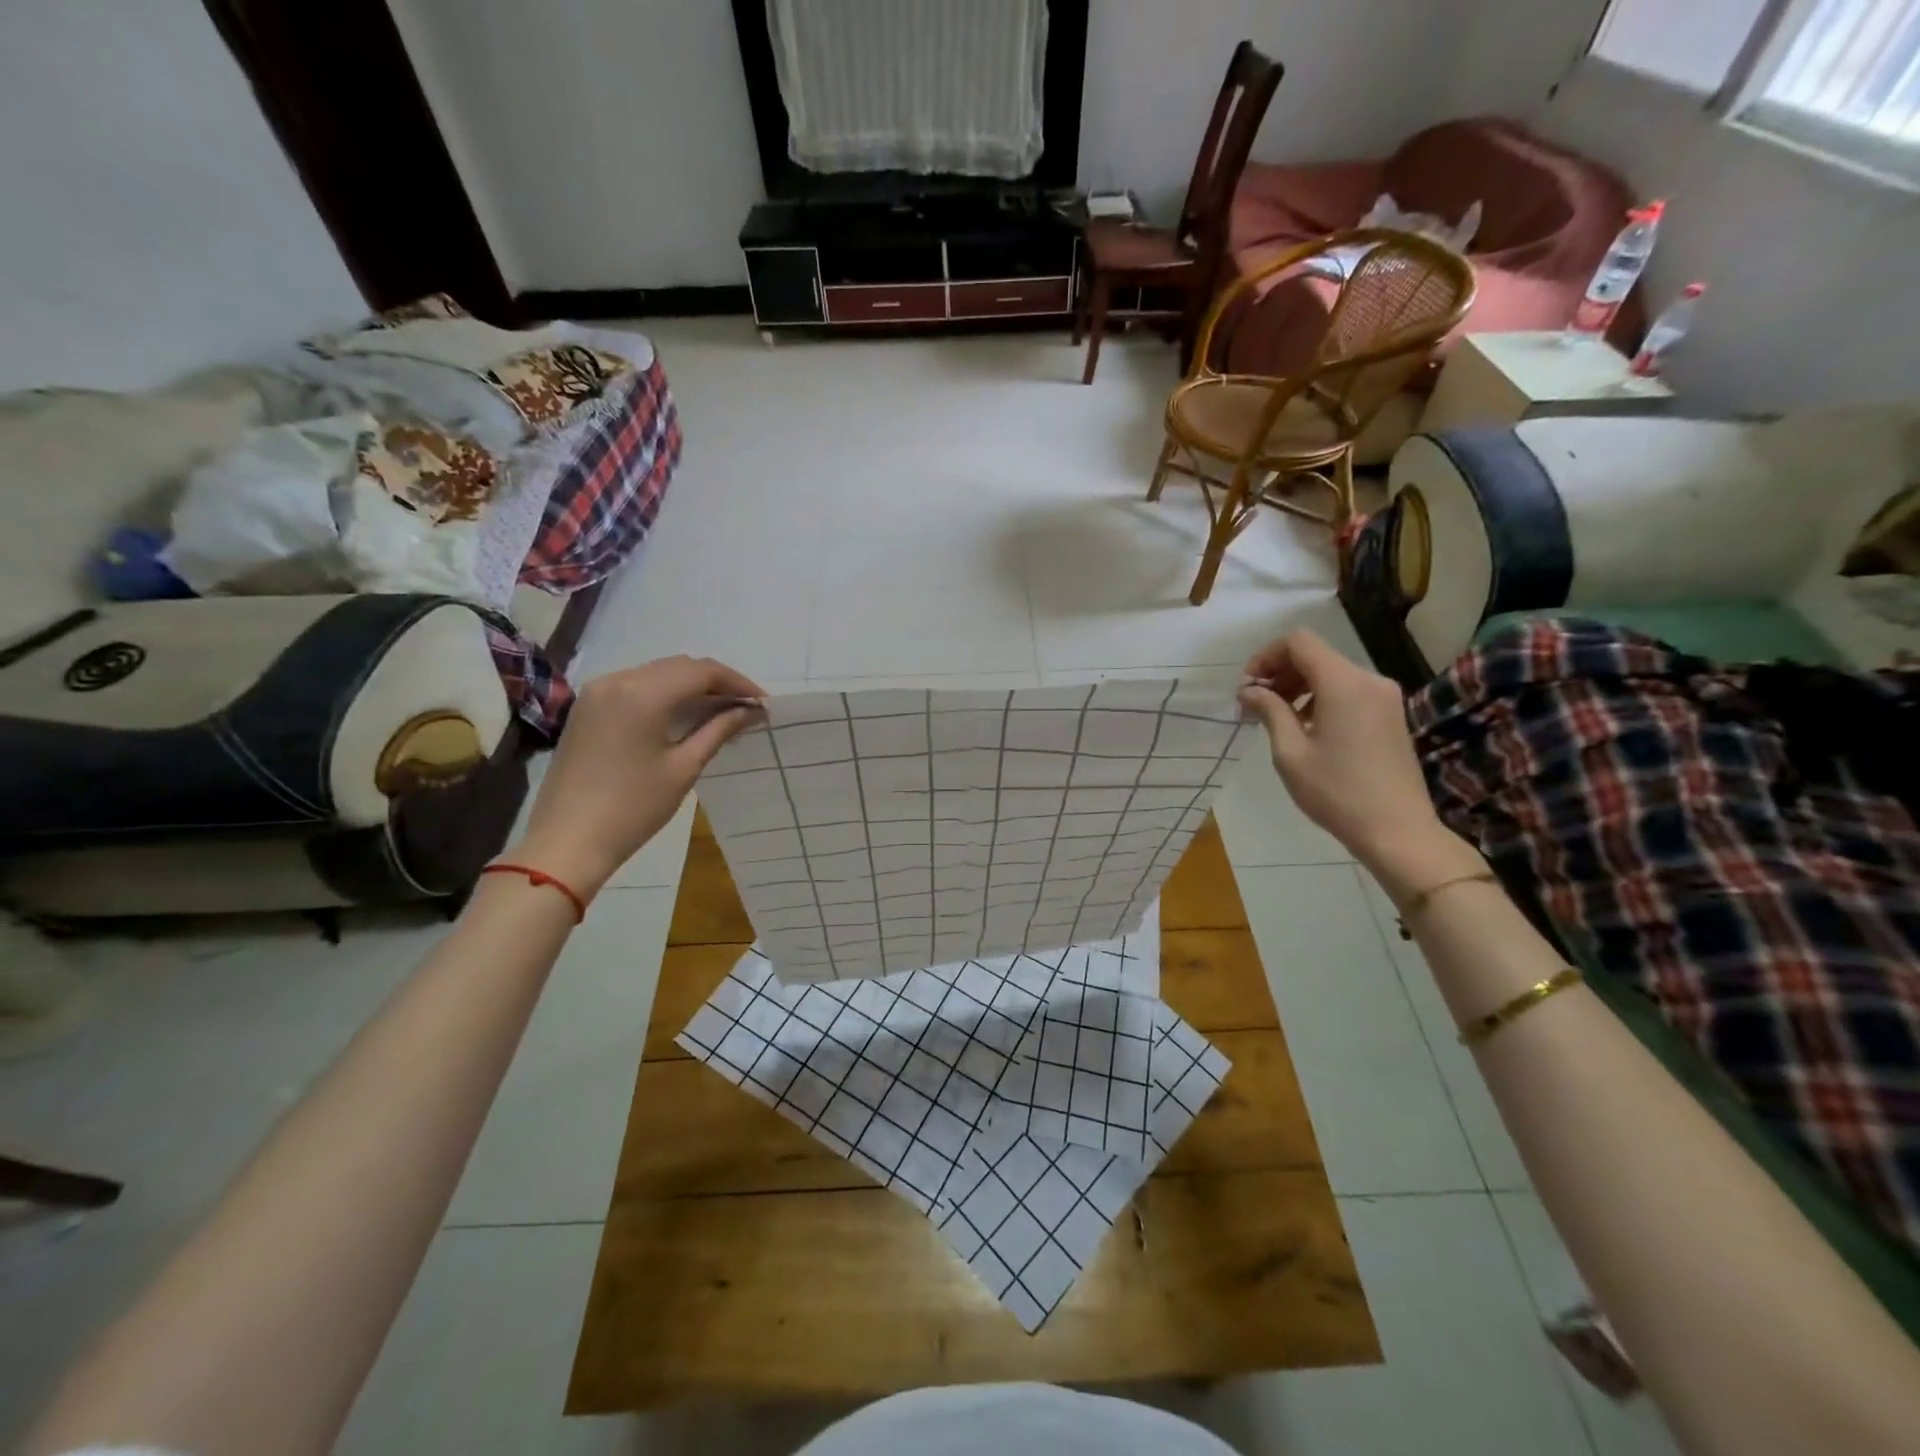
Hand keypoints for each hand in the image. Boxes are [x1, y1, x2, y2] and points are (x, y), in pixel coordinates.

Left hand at [508, 655, 764, 898]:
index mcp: (643, 693)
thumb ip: (719, 729)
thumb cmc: (633, 808)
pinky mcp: (587, 707)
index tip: (762, 703)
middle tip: (746, 707)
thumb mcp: (684, 768)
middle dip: (716, 682)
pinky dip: (665, 693)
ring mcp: (598, 691)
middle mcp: (618, 679)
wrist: (567, 841)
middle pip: (679, 667)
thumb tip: (751, 710)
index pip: (702, 671)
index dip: (737, 682)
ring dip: (691, 686)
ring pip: (657, 673)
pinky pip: (636, 686)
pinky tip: (683, 715)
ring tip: (721, 711)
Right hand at [1237, 630, 1463, 882]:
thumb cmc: (1336, 792)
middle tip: (1256, 705)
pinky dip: (1321, 698)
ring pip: (1332, 672)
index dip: (1266, 656)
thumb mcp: (1290, 752)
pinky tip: (1307, 728)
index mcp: (1343, 683)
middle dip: (1280, 672)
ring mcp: (1384, 696)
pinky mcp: (1391, 714)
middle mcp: (1368, 680)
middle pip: (1316, 655)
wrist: (1397, 830)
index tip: (1248, 688)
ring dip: (1299, 686)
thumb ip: (1269, 711)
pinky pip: (1348, 690)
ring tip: (1278, 719)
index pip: (1298, 642)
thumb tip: (1249, 690)